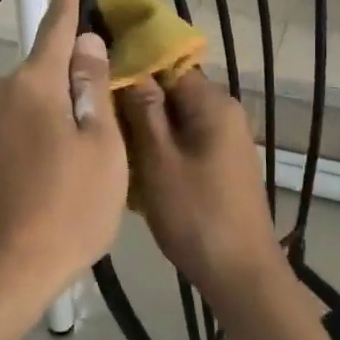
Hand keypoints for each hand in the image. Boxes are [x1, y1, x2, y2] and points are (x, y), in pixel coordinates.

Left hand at [0, 0, 126, 309]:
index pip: (55, 30)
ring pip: (17, 111)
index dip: (67, 4)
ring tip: (61, 170)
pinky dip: (16, 149)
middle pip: (38, 78)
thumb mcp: (102, 149)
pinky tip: (28, 188)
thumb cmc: (67, 210)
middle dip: (62, 88)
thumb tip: (85, 43)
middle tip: (90, 130)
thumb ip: (91, 88)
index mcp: (35, 86)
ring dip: (39, 123)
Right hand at [118, 71, 282, 302]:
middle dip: (137, 102)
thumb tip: (129, 68)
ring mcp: (226, 140)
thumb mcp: (159, 159)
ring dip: (147, 129)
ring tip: (113, 144)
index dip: (133, 69)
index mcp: (213, 104)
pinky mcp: (222, 164)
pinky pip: (186, 141)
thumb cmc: (195, 214)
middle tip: (100, 119)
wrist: (240, 273)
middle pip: (173, 91)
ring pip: (176, 119)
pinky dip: (162, 148)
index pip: (168, 65)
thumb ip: (143, 110)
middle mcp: (225, 113)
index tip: (98, 82)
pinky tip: (138, 169)